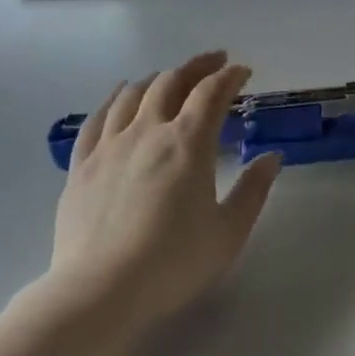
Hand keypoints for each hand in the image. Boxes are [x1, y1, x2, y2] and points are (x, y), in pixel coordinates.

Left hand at [52, 51, 280, 331]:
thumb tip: (272, 158)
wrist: (100, 292)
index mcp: (188, 142)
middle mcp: (148, 131)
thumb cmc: (173, 263)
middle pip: (172, 82)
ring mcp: (110, 145)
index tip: (243, 72)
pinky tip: (120, 95)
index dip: (230, 77)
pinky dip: (114, 98)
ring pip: (133, 94)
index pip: (212, 93)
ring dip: (158, 78)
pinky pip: (97, 118)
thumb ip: (253, 190)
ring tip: (170, 78)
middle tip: (214, 63)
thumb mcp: (228, 232)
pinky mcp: (81, 165)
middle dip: (197, 67)